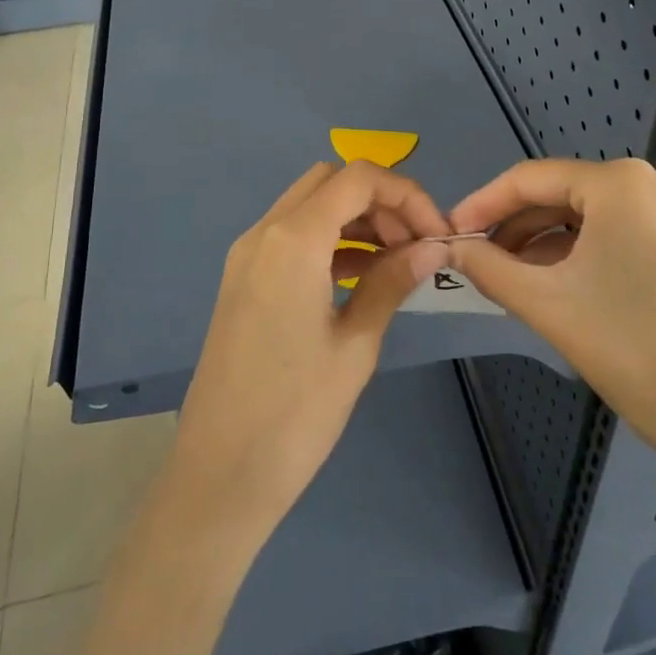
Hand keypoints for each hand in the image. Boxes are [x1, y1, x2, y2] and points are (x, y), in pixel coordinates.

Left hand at [167, 161, 449, 548]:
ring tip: (396, 262)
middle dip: (380, 201)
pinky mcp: (243, 279)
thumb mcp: (356, 345)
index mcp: (293, 240)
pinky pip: (292, 236)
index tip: (437, 234)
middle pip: (331, 182)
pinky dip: (330, 240)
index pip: (358, 178)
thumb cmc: (295, 414)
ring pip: (310, 205)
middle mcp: (264, 233)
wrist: (218, 476)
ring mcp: (247, 255)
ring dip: (356, 219)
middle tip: (415, 245)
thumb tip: (434, 245)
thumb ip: (393, 281)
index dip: (406, 194)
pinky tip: (360, 277)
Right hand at [447, 159, 655, 501]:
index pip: (530, 178)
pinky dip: (577, 250)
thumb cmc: (633, 353)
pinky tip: (549, 278)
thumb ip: (488, 267)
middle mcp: (651, 180)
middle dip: (513, 226)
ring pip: (586, 213)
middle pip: (560, 193)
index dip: (482, 204)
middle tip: (473, 258)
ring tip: (504, 274)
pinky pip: (614, 230)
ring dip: (542, 240)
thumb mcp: (548, 305)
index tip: (447, 232)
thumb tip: (448, 247)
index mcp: (621, 183)